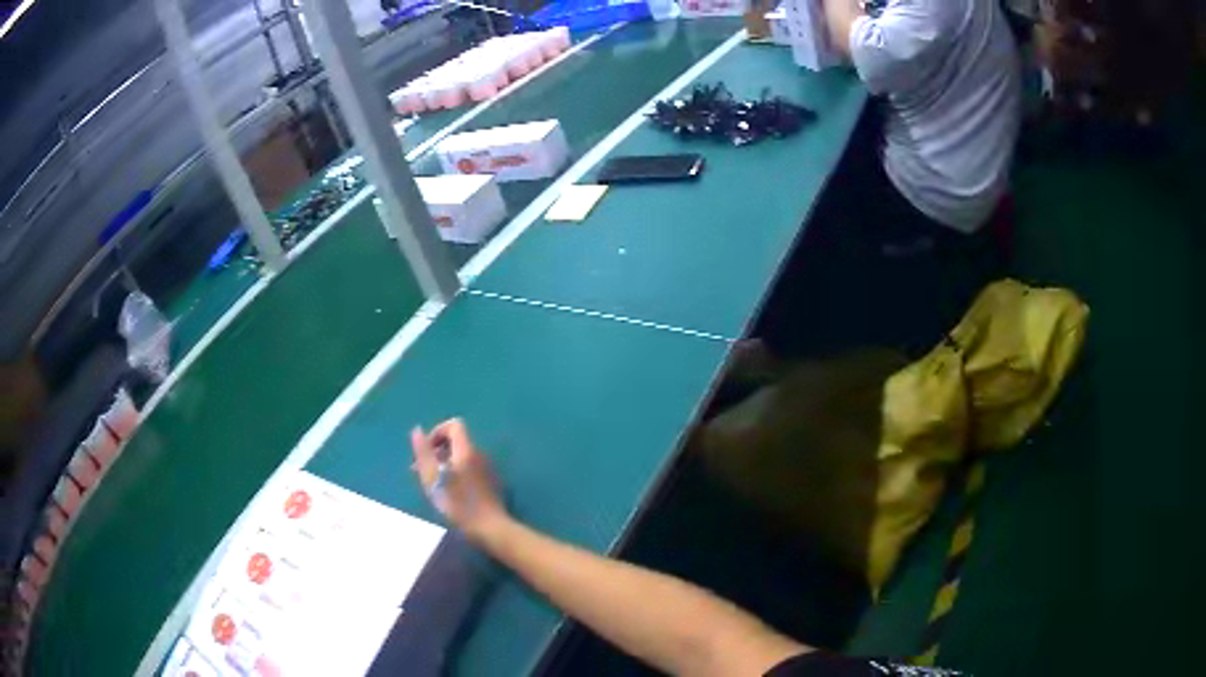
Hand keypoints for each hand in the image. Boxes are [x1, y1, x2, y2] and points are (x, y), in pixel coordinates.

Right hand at [410, 418, 508, 539]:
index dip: (437, 433)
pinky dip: (456, 471)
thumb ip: (424, 453)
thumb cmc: (458, 504)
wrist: (490, 528)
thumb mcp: (433, 479)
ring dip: (444, 462)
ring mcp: (486, 467)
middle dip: (437, 450)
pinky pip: (469, 467)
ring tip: (432, 482)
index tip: (426, 452)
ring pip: (462, 455)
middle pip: (457, 440)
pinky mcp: (489, 481)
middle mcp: (479, 454)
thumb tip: (417, 430)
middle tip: (422, 470)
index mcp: (466, 450)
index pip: (453, 425)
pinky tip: (448, 491)